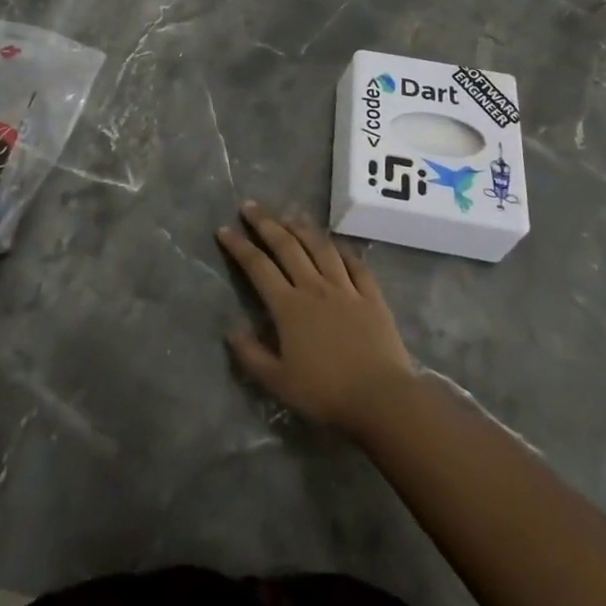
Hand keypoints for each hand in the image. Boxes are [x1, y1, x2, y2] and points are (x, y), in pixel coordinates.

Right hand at [216, 202, 416, 437]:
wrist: (381, 399)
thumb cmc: (326, 393)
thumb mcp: (279, 383)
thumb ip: (252, 356)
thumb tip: (231, 332)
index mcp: (289, 306)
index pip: (258, 267)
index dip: (239, 246)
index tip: (223, 229)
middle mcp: (314, 287)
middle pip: (287, 246)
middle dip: (265, 224)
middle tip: (250, 206)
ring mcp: (345, 289)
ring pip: (321, 248)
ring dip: (303, 228)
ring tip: (290, 215)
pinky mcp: (371, 297)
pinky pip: (356, 265)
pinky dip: (343, 251)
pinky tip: (336, 245)